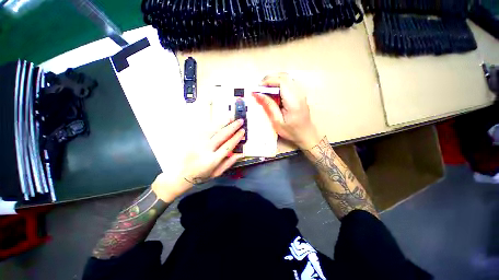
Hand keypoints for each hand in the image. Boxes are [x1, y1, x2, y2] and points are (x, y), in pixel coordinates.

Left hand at [152, 119, 245, 201]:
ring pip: (212, 130)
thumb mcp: (217, 173)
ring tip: (231, 117)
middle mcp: (205, 150)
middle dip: (232, 127)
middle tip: (240, 121)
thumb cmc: (201, 175)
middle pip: (221, 135)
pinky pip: (204, 130)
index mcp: (212, 160)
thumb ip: (229, 163)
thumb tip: (240, 154)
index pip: (228, 146)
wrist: (180, 174)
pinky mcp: (193, 140)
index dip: (236, 137)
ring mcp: (198, 143)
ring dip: (223, 122)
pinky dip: (213, 124)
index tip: (242, 131)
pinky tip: (219, 121)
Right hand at [253, 73, 320, 149]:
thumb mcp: (277, 121)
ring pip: (287, 78)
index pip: (281, 81)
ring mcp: (301, 93)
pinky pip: (289, 83)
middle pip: (284, 76)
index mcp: (293, 101)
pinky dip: (279, 84)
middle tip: (260, 89)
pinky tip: (274, 93)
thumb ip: (269, 106)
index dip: (268, 81)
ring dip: (274, 81)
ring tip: (265, 90)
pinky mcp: (300, 94)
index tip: (258, 88)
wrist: (306, 134)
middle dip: (270, 79)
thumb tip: (258, 94)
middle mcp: (299, 93)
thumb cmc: (291, 131)